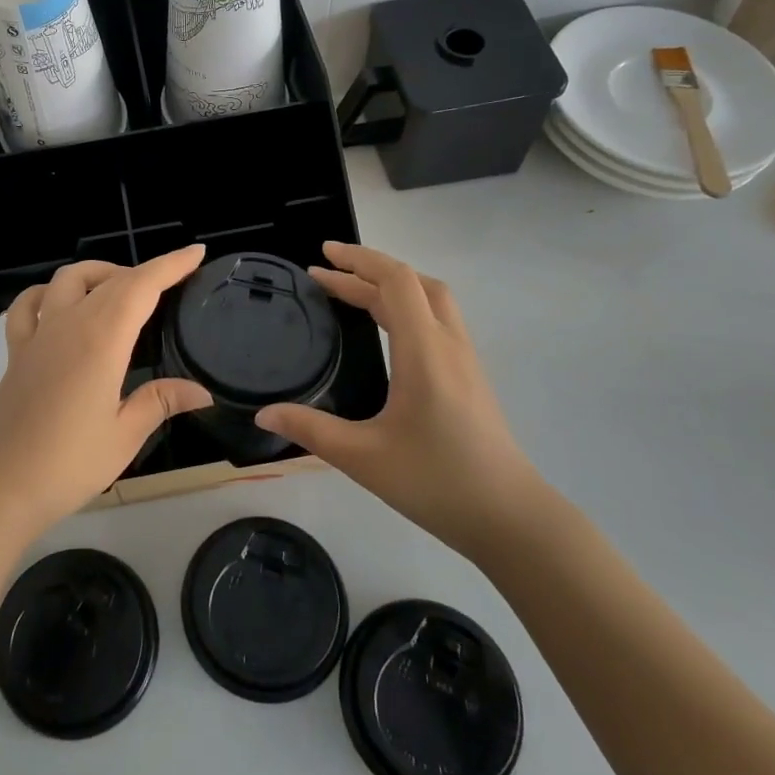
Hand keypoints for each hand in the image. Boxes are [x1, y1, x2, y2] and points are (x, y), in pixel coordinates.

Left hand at [0, 245, 212, 539]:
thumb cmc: (67, 464)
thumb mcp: (124, 436)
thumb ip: (160, 402)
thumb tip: (201, 391)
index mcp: (101, 340)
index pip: (141, 286)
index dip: (170, 265)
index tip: (196, 253)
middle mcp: (68, 324)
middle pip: (110, 280)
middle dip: (144, 272)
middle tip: (172, 281)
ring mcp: (38, 335)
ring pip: (67, 279)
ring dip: (98, 273)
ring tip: (121, 289)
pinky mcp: (16, 351)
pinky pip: (29, 305)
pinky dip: (48, 292)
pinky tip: (60, 304)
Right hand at [255, 243, 544, 560]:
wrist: (510, 518)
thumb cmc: (436, 482)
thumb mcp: (364, 458)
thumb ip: (311, 430)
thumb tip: (263, 414)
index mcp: (424, 350)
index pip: (395, 282)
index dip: (358, 261)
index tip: (322, 256)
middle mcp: (448, 344)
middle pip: (414, 282)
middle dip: (368, 269)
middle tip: (327, 272)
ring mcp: (465, 359)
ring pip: (431, 299)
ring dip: (392, 286)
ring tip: (353, 292)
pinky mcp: (470, 376)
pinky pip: (438, 320)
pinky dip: (408, 306)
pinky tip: (388, 330)